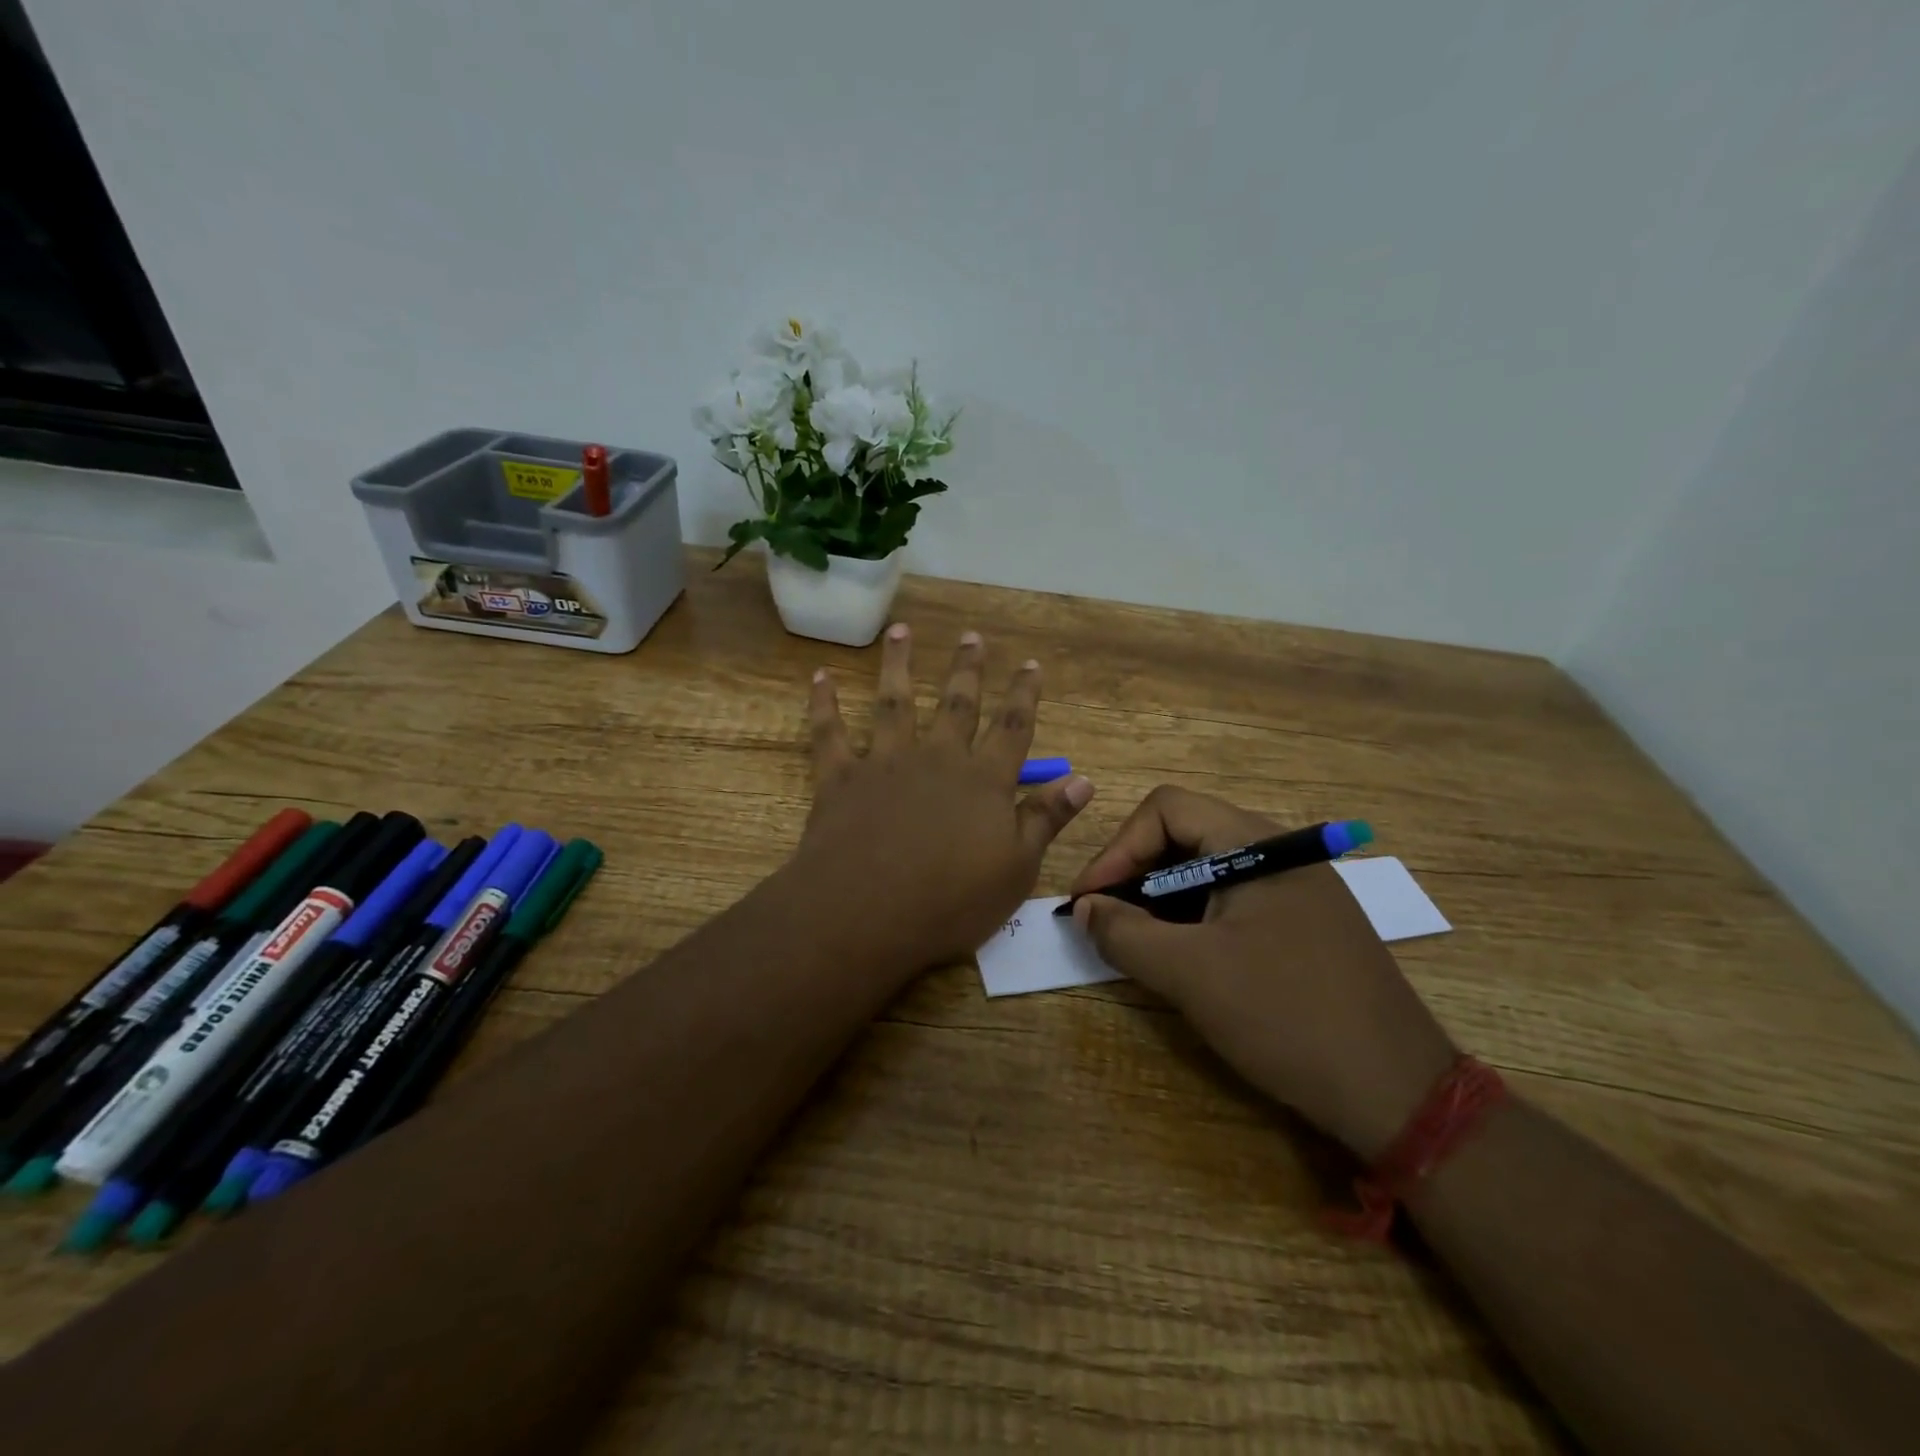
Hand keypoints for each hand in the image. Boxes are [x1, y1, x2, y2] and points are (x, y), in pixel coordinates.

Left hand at [793, 623, 1094, 971]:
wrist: (866, 913)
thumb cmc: (951, 901)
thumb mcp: (1017, 869)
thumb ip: (1046, 819)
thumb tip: (1083, 780)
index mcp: (983, 780)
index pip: (1012, 727)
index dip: (1024, 695)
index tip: (1030, 664)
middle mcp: (937, 758)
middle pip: (957, 704)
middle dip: (967, 669)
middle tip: (971, 636)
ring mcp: (885, 763)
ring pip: (894, 702)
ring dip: (898, 664)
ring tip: (900, 631)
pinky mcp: (840, 778)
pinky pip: (830, 732)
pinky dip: (824, 703)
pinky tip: (820, 677)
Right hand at [1071, 786, 1455, 1160]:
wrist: (1399, 1092)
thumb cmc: (1286, 1015)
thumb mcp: (1190, 974)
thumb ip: (1124, 933)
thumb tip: (1084, 908)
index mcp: (1256, 844)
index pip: (1166, 809)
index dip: (1118, 848)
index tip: (1089, 900)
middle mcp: (1279, 852)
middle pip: (1186, 834)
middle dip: (1136, 873)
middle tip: (1105, 920)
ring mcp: (1297, 889)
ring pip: (1208, 870)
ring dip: (1162, 899)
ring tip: (1136, 942)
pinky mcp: (1305, 924)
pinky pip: (1234, 901)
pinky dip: (1195, 919)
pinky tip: (1182, 957)